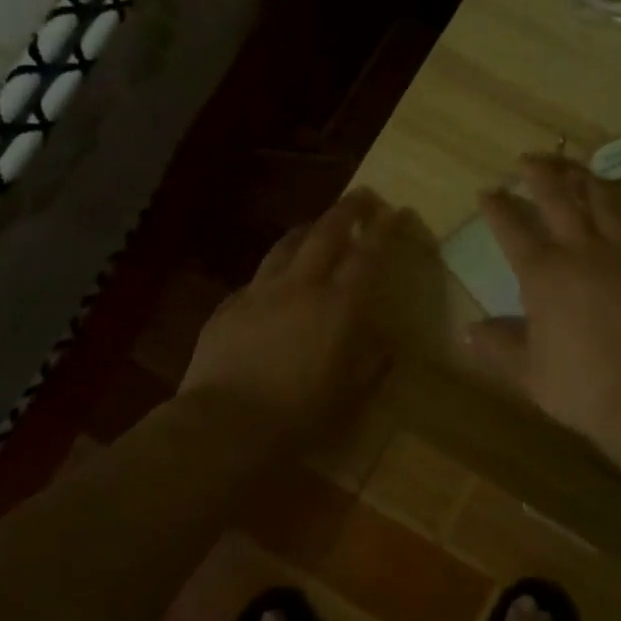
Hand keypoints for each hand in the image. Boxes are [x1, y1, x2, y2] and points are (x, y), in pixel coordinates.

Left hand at [181, 189, 393, 437]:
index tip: (396, 211)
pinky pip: (256, 279)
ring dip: (307, 230)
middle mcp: (300, 287)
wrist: (225, 425)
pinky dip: (273, 272)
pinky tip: (273, 283)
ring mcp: (259, 292)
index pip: (366, 255)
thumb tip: (385, 349)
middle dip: (347, 210)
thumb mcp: (348, 395)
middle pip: (325, 233)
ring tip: (316, 226)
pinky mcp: (228, 307)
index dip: (383, 230)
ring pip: (285, 246)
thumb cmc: (298, 415)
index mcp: (337, 306)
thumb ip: (370, 366)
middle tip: (361, 196)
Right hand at [466, 155, 620, 449]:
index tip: (487, 191)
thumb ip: (497, 346)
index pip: (513, 230)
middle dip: (541, 175)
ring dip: (586, 182)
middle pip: (558, 200)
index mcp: (543, 273)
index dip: (498, 208)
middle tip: (529, 159)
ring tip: (576, 168)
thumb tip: (467, 332)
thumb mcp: (527, 370)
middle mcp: (580, 253)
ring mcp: (620, 257)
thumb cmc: (578, 383)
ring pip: (603, 205)